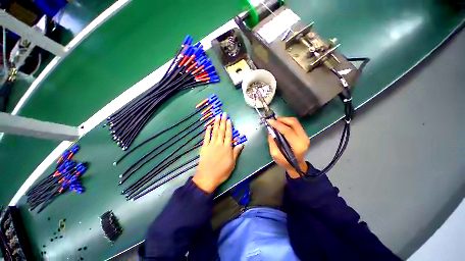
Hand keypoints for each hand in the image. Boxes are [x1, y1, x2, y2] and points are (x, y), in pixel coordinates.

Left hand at [193, 113, 243, 192]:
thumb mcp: (232, 163)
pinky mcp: (204, 148)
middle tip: (223, 114)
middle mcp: (219, 144)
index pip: (228, 135)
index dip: (229, 127)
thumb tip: (241, 144)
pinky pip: (206, 138)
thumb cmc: (222, 172)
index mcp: (227, 148)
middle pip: (221, 131)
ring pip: (214, 132)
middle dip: (223, 122)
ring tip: (217, 117)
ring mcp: (211, 145)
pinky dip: (207, 132)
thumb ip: (236, 152)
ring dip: (216, 124)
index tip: (229, 120)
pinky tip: (208, 126)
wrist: (207, 177)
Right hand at [267, 117, 309, 177]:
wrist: (296, 165)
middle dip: (282, 119)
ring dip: (284, 119)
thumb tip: (270, 130)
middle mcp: (303, 138)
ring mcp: (305, 135)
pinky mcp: (303, 134)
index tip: (269, 121)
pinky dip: (287, 122)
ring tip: (275, 121)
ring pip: (295, 122)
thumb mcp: (275, 154)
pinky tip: (280, 124)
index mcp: (297, 145)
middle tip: (273, 120)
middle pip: (293, 123)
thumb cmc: (285, 162)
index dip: (277, 125)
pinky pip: (295, 124)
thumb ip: (272, 141)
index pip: (287, 131)